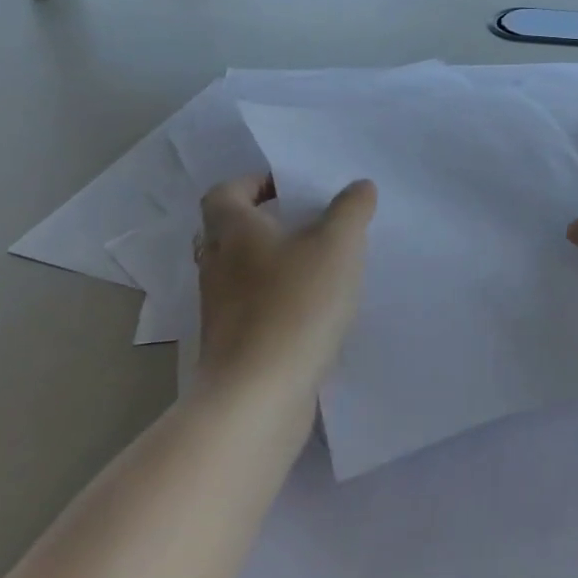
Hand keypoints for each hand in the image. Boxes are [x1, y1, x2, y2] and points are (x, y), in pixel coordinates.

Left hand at [194, 174, 376, 395]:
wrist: (259, 394)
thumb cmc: (296, 305)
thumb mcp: (337, 245)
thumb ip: (351, 209)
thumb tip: (360, 186)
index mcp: (233, 231)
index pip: (225, 192)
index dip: (254, 183)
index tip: (289, 189)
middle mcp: (217, 266)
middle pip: (230, 232)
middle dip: (264, 224)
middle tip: (307, 224)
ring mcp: (219, 309)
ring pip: (240, 272)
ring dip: (271, 264)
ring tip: (316, 266)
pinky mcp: (231, 344)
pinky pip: (251, 308)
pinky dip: (275, 300)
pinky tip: (312, 311)